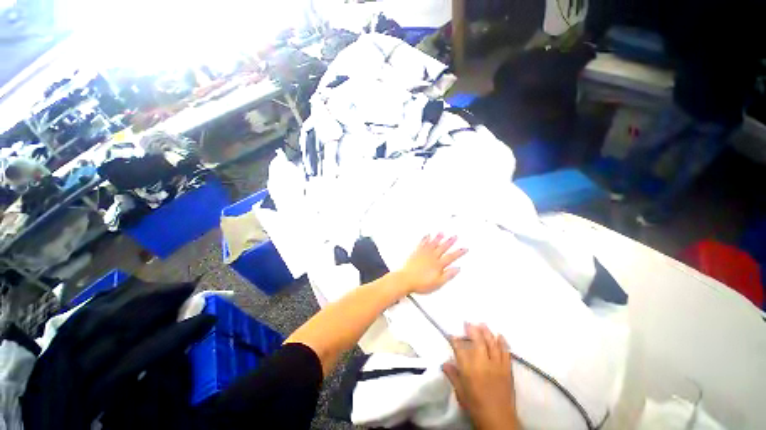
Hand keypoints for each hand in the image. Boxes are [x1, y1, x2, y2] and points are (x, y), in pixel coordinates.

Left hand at [396, 233, 466, 294]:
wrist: (406, 280)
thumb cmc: (420, 283)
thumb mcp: (437, 283)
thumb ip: (448, 275)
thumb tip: (456, 269)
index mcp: (438, 265)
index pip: (450, 257)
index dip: (458, 253)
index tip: (464, 248)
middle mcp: (431, 257)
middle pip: (442, 248)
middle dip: (449, 242)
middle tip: (455, 236)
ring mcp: (423, 254)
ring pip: (432, 244)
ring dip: (438, 238)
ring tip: (442, 233)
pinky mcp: (416, 253)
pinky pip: (422, 244)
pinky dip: (425, 239)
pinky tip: (427, 235)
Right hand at [443, 323, 519, 429]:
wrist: (498, 420)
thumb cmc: (476, 406)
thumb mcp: (461, 393)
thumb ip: (453, 376)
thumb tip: (444, 363)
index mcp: (469, 369)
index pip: (460, 348)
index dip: (455, 340)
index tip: (452, 335)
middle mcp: (482, 363)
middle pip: (477, 341)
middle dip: (472, 329)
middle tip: (468, 322)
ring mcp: (496, 365)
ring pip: (492, 343)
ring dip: (487, 332)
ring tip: (482, 324)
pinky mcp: (507, 370)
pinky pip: (505, 352)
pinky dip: (503, 343)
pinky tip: (500, 336)